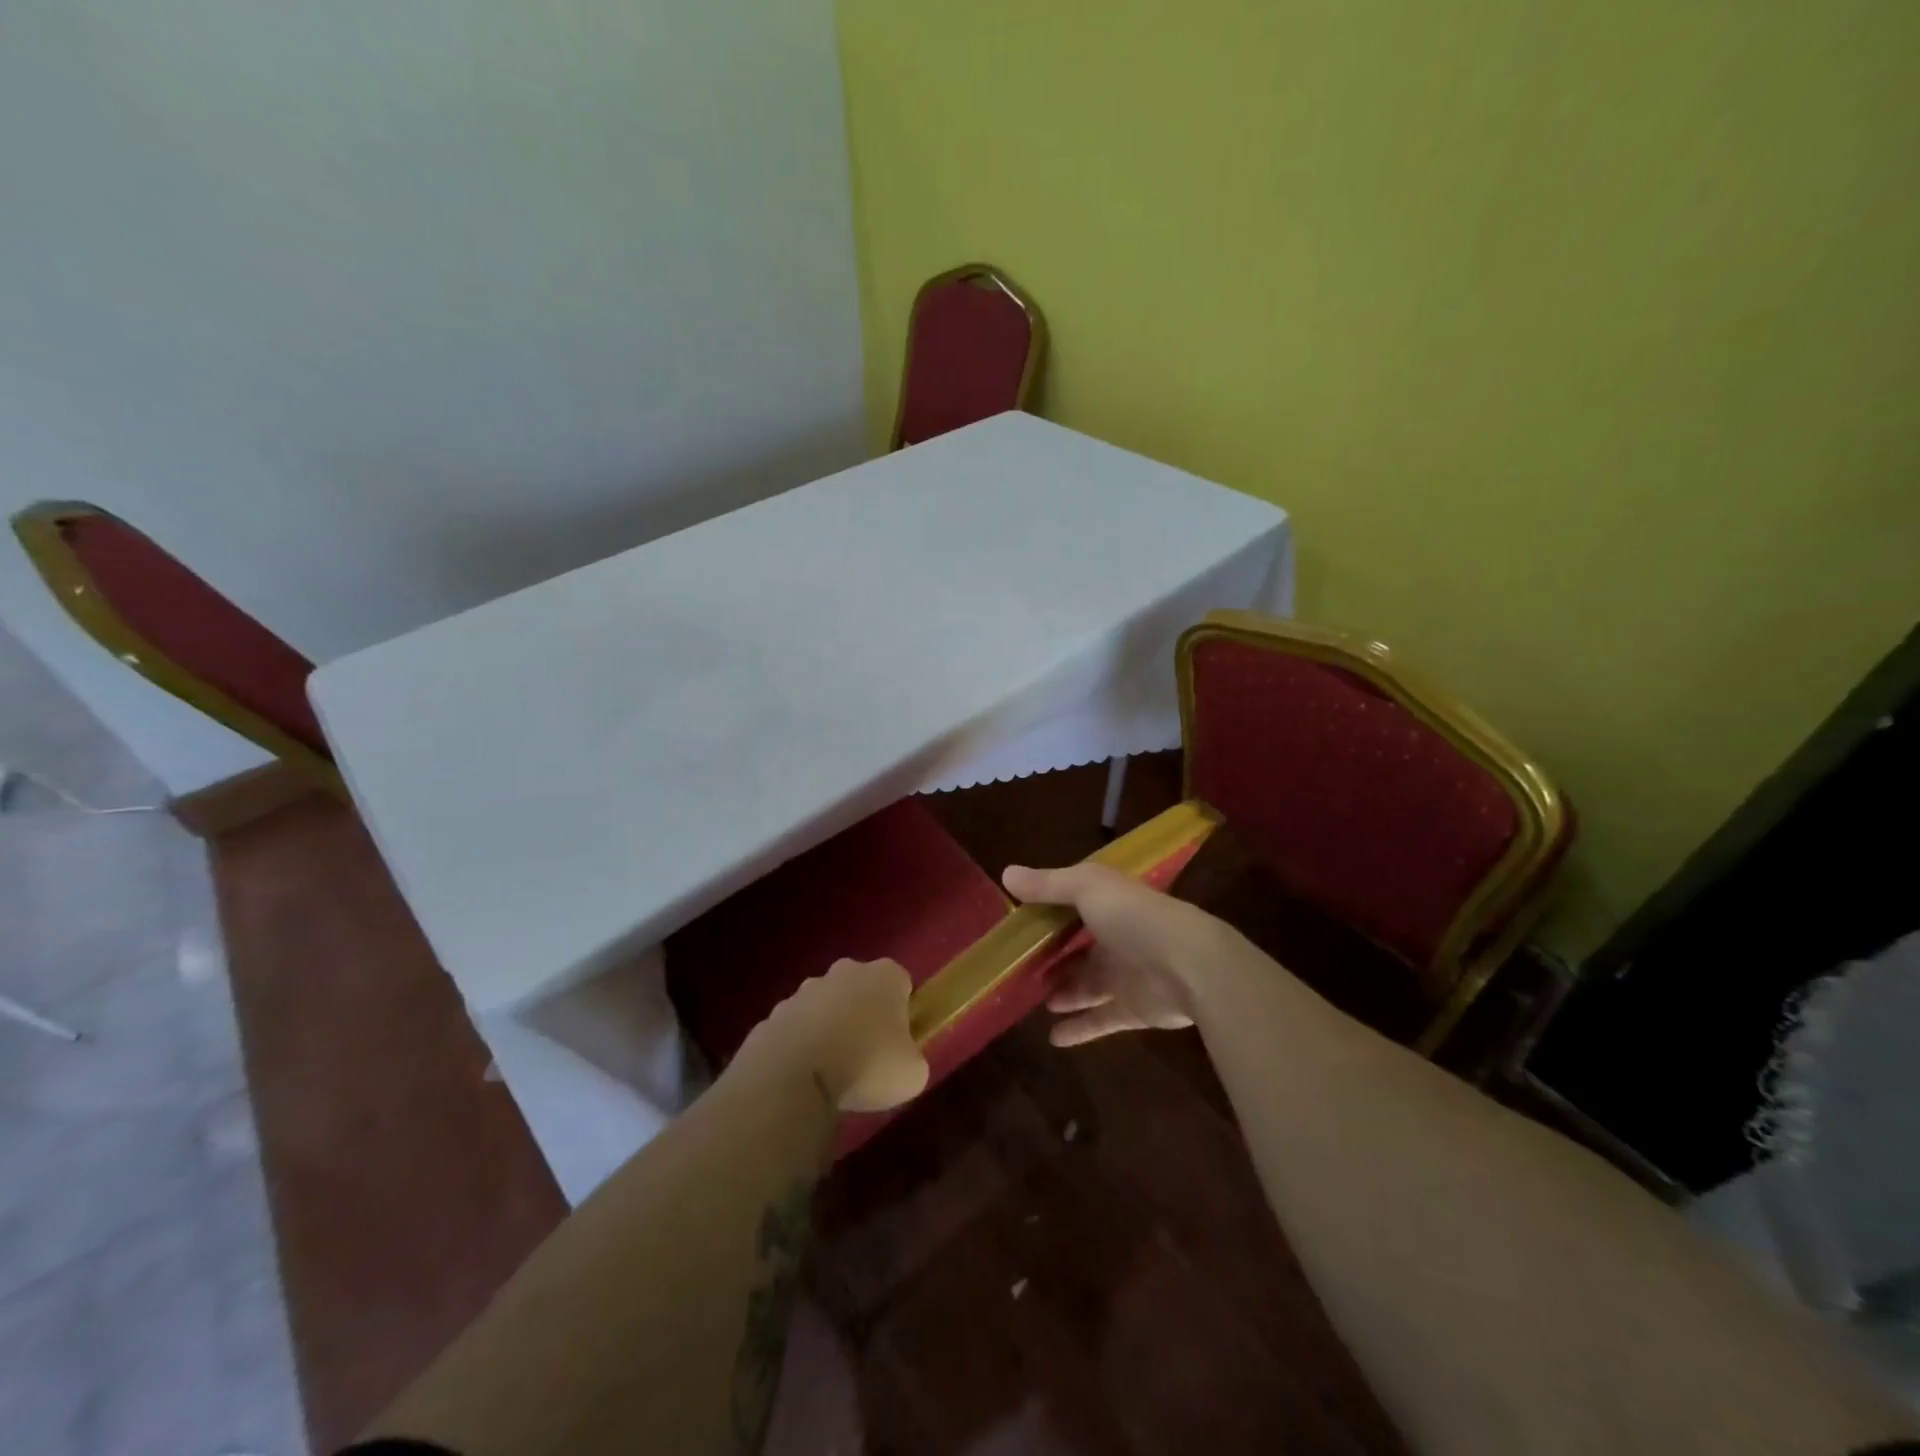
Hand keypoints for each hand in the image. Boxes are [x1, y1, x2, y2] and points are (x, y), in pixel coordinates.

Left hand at [731, 958, 929, 1111]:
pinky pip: (795, 1029)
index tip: (899, 1042)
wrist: (795, 1076)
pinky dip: (799, 1046)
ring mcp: (804, 990)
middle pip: (860, 989)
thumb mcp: (912, 1073)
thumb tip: (904, 1061)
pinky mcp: (774, 1014)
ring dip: (829, 1028)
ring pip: (824, 1006)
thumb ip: (914, 1059)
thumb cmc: (867, 1065)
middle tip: (867, 1054)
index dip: (903, 1012)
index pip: (901, 984)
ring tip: (831, 1071)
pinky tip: (802, 1076)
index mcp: (884, 975)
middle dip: (863, 1013)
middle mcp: (845, 971)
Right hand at [1003, 862, 1228, 1046]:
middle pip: (1079, 948)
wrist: (1190, 966)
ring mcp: (1125, 975)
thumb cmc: (1134, 918)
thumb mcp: (1087, 888)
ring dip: (1063, 992)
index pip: (1075, 904)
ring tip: (1033, 999)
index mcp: (1109, 904)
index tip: (1019, 922)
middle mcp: (1117, 937)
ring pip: (1086, 984)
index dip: (1049, 912)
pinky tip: (1053, 1037)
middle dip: (1053, 956)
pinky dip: (1078, 1029)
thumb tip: (1006, 873)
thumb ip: (1048, 884)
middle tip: (1020, 967)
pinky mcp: (1132, 1009)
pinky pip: (1099, 1020)